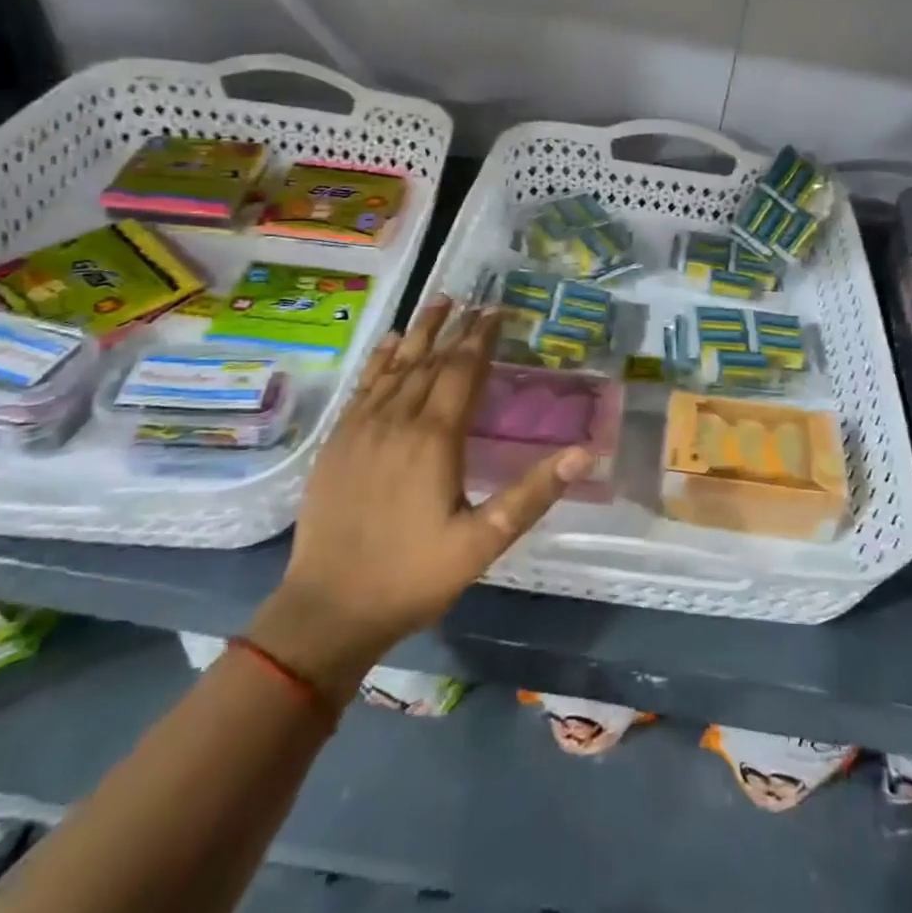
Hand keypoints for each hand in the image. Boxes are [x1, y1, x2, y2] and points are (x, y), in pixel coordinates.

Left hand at [252, 299, 591, 691]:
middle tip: (476, 303)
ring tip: (439, 302)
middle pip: (431, 361)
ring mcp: (362, 429)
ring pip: (396, 366)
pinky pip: (364, 386)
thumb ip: (531, 494)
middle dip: (457, 329)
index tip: (497, 312)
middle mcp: (397, 421)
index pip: (462, 372)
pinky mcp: (338, 442)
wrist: (327, 610)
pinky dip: (380, 359)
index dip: (481, 339)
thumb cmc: (412, 576)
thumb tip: (583, 452)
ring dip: (420, 332)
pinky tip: (390, 343)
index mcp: (434, 439)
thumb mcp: (482, 543)